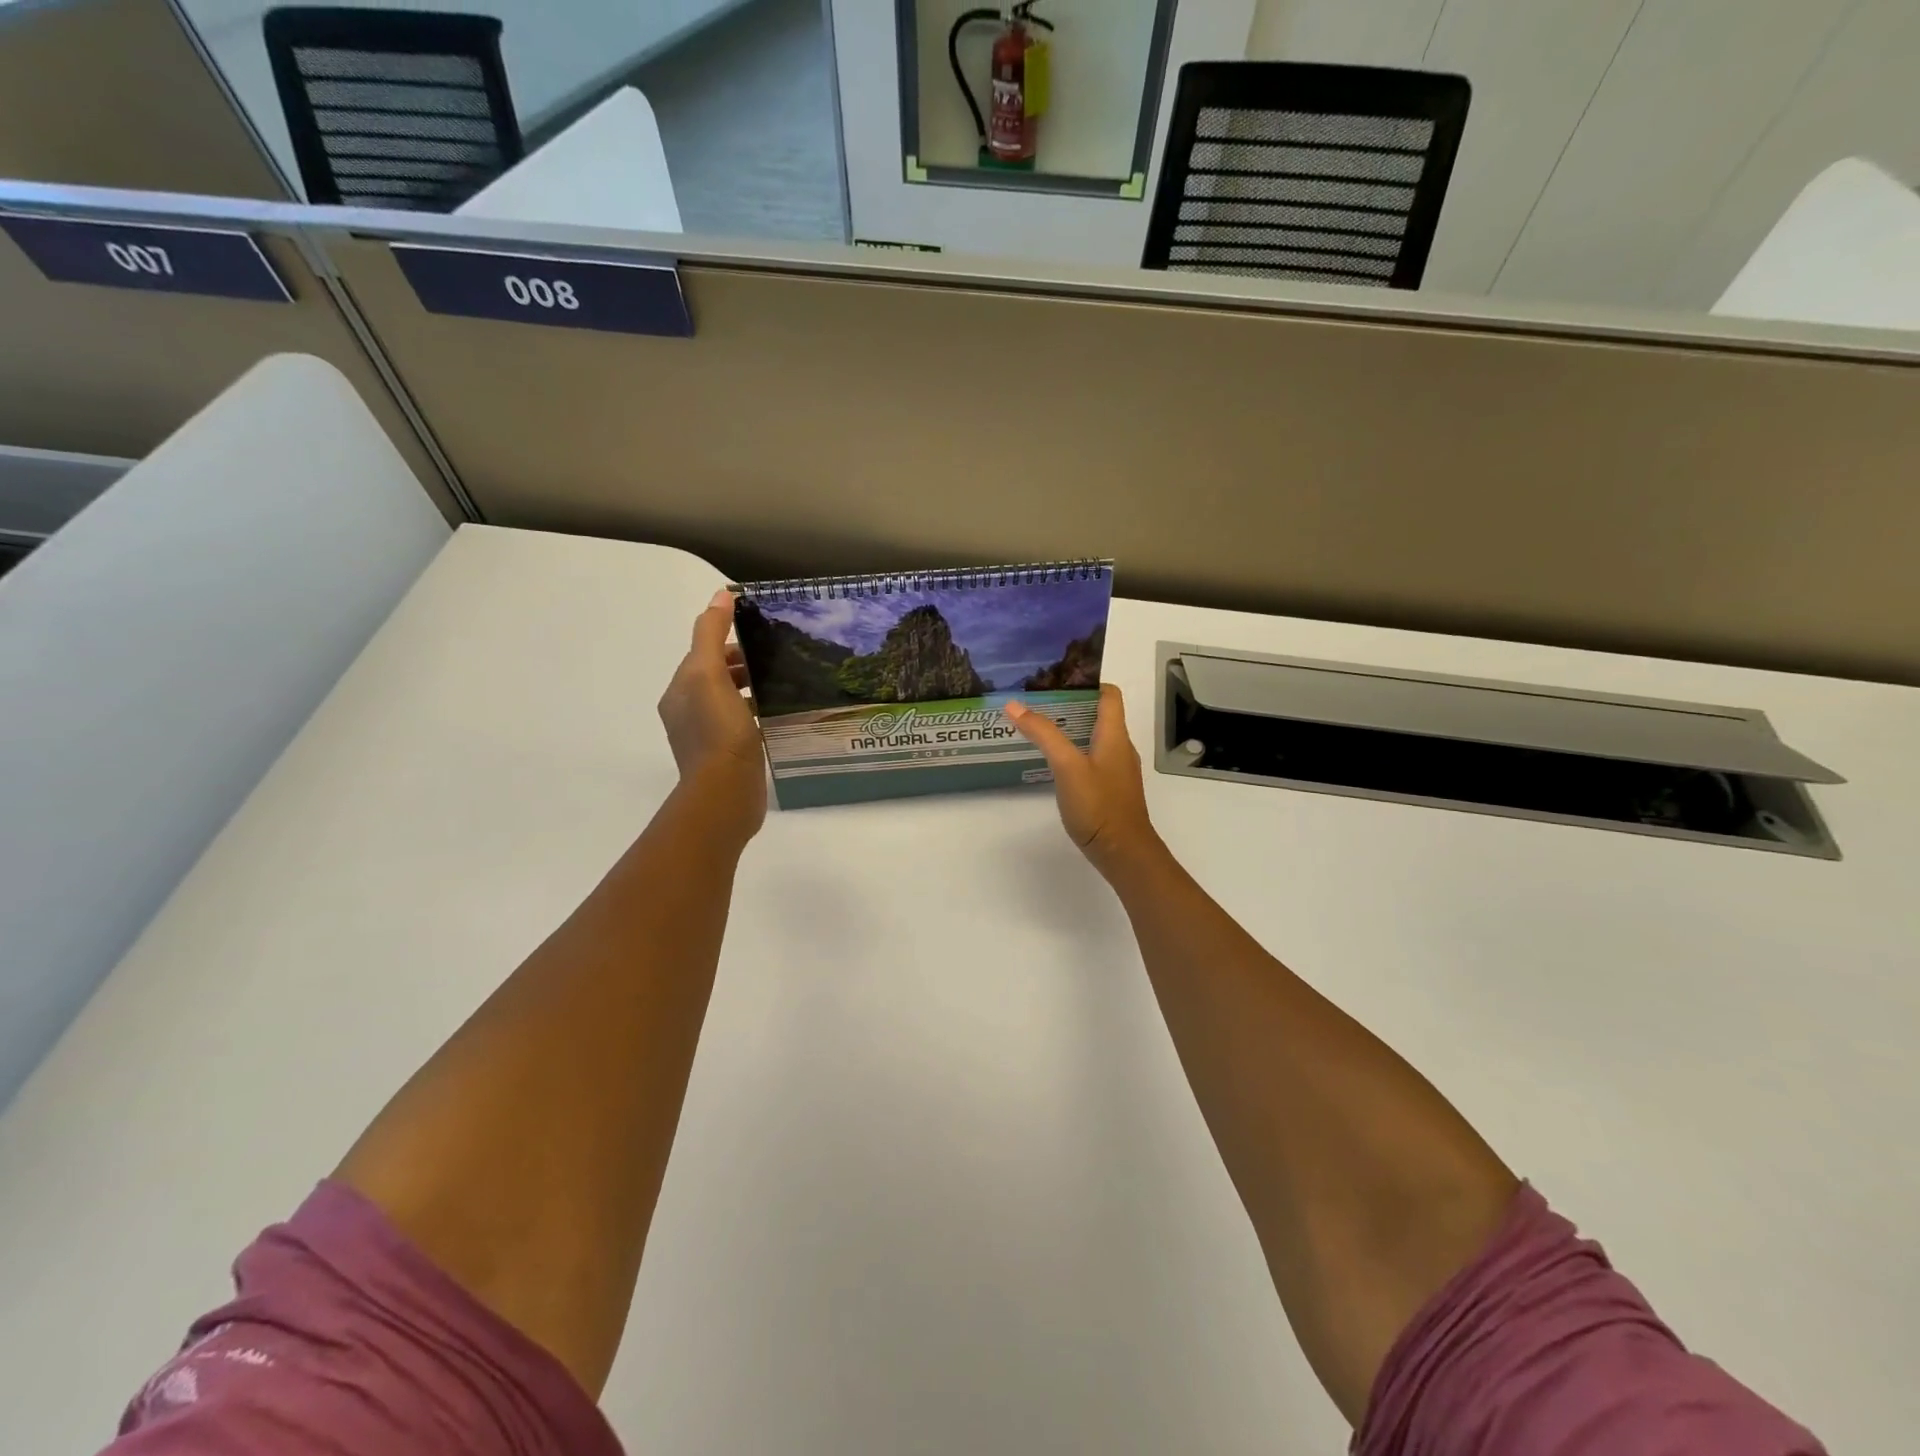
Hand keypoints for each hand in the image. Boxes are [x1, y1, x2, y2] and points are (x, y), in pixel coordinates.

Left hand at [658, 589, 766, 837]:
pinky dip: (756, 712)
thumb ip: (712, 634)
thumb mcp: (710, 673)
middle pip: (715, 677)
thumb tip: (721, 594)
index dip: (728, 642)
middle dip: (742, 664)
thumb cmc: (718, 731)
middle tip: (777, 657)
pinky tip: (777, 714)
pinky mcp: (726, 757)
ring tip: (782, 683)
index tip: (760, 635)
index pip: (702, 655)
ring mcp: (706, 737)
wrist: (726, 792)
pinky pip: (741, 724)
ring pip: (729, 701)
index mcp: (680, 691)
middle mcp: (687, 712)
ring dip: (751, 688)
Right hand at [1005, 685, 1158, 876]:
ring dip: (1072, 729)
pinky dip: (1074, 751)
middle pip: (1100, 714)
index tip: (1057, 679)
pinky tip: (1054, 763)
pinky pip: (1093, 759)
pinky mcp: (1110, 790)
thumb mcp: (1067, 766)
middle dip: (1071, 704)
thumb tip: (1015, 704)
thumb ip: (1043, 734)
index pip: (1109, 694)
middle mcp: (1120, 748)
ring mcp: (1117, 771)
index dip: (1087, 682)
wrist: (1123, 853)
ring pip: (1096, 738)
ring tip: (1040, 728)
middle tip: (1038, 701)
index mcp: (1115, 735)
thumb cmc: (1099, 806)